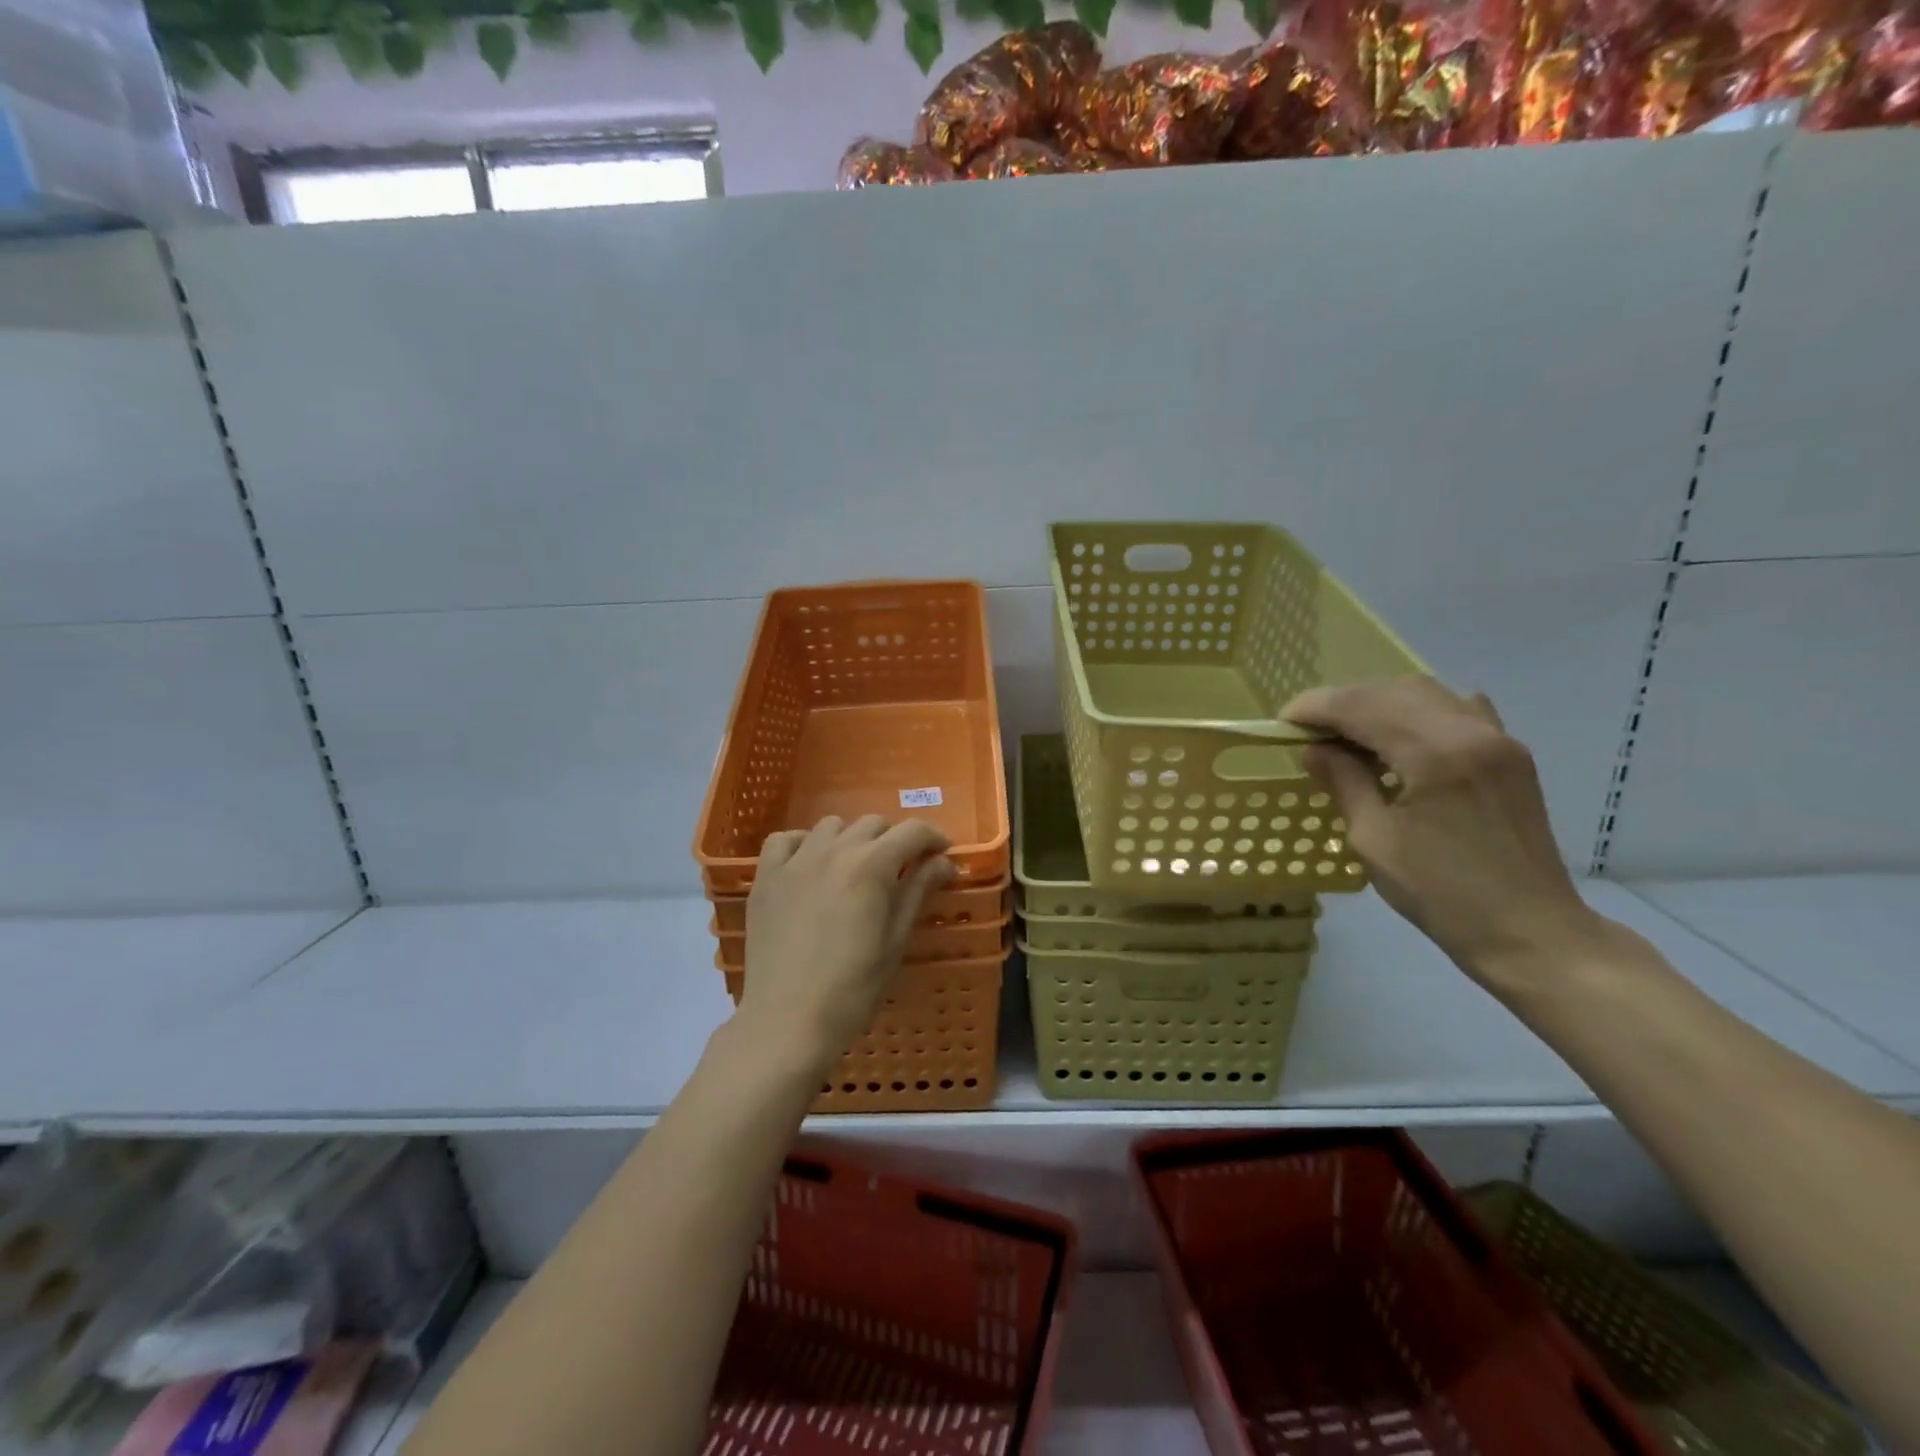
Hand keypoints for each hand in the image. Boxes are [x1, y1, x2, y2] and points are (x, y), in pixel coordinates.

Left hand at [738, 816, 955, 1068]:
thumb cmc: (853, 988)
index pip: (912, 831)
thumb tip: (944, 862)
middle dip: (893, 841)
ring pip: (831, 826)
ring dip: (851, 840)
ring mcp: (795, 860)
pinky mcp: (765, 877)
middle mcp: (834, 850)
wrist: (788, 1021)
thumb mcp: (895, 940)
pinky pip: (785, 840)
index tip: (942, 854)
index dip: (933, 838)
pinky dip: (803, 844)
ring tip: (853, 870)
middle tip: (899, 871)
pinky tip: (809, 867)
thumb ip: (918, 891)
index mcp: (872, 865)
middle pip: (873, 824)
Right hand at [1282, 676, 1605, 988]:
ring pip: (1427, 693)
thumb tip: (1315, 749)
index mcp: (1436, 753)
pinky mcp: (1510, 755)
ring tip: (1348, 733)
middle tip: (1309, 729)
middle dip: (1343, 702)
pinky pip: (1458, 709)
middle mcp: (1471, 732)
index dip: (1316, 707)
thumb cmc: (1443, 894)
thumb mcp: (1374, 840)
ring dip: (1378, 703)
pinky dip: (1418, 712)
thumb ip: (1344, 782)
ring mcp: (1499, 740)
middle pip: (1393, 691)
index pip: (1362, 706)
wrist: (1531, 933)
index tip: (1284, 723)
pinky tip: (1401, 736)